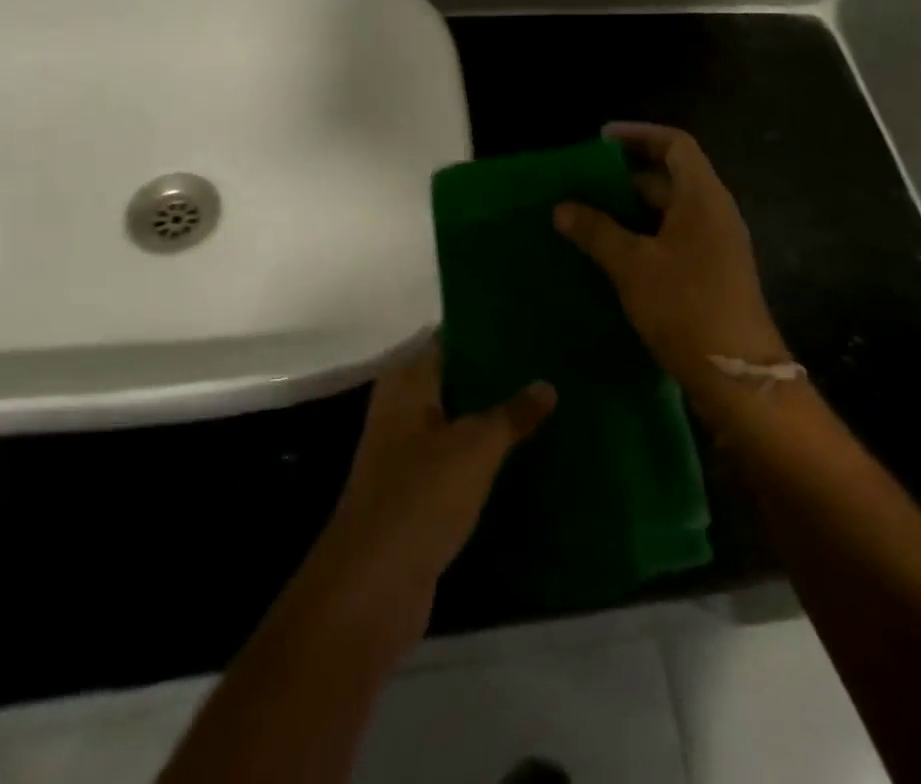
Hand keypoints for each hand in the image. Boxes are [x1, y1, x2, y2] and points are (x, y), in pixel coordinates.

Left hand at [317, 342, 555, 648]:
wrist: (371, 590)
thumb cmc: (420, 497)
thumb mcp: (475, 448)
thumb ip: (512, 414)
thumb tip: (547, 384)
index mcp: (407, 384)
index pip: (450, 341)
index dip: (486, 334)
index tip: (529, 329)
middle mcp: (403, 411)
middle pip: (456, 383)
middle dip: (497, 379)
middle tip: (548, 367)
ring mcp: (407, 455)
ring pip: (459, 424)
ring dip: (494, 420)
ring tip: (546, 406)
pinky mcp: (418, 495)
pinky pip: (459, 462)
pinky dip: (486, 459)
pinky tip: (524, 456)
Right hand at [555, 123, 789, 403]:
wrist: (737, 376)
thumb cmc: (686, 307)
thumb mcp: (632, 265)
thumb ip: (596, 231)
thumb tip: (561, 207)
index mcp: (702, 197)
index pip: (675, 144)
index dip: (639, 134)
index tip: (600, 140)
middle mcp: (713, 212)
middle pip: (669, 177)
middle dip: (624, 177)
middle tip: (581, 184)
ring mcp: (715, 244)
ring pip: (668, 212)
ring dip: (629, 211)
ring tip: (585, 216)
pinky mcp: (710, 273)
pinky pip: (672, 239)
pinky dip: (641, 237)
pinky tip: (608, 253)